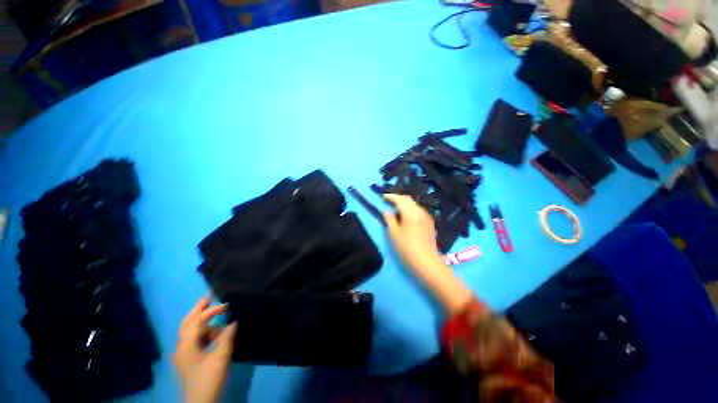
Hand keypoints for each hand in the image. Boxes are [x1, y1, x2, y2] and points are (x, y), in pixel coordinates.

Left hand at [174, 297, 236, 402]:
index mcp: (187, 345)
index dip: (210, 310)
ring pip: (191, 331)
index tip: (226, 304)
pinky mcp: (188, 359)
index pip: (196, 321)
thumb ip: (227, 337)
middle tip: (209, 297)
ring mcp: (184, 354)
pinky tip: (216, 335)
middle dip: (198, 309)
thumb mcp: (221, 357)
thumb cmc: (209, 378)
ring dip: (205, 323)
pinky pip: (195, 340)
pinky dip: (205, 333)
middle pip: (187, 323)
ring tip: (220, 319)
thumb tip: (234, 321)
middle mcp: (182, 346)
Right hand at [382, 194, 442, 277]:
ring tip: (396, 210)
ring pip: (414, 205)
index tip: (382, 197)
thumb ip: (389, 219)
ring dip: (404, 205)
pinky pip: (418, 212)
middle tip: (388, 202)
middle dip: (398, 199)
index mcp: (410, 212)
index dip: (390, 197)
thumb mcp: (393, 233)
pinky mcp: (429, 224)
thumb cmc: (407, 247)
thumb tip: (386, 211)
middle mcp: (420, 211)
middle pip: (408, 200)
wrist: (427, 262)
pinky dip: (410, 211)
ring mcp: (426, 217)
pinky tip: (406, 218)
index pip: (399, 199)